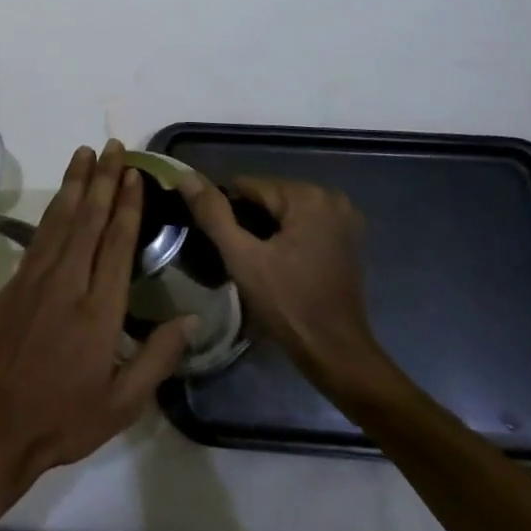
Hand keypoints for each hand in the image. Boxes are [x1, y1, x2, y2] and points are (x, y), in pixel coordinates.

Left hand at [0, 141, 193, 505]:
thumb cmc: (65, 419)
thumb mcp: (123, 403)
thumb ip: (158, 358)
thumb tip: (190, 318)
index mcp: (99, 311)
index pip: (117, 244)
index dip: (128, 205)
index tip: (135, 174)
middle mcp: (67, 283)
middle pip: (88, 220)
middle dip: (103, 180)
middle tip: (113, 147)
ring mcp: (35, 279)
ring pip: (60, 220)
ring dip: (74, 184)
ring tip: (85, 154)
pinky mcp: (14, 283)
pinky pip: (39, 236)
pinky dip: (53, 210)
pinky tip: (61, 197)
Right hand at [180, 173, 391, 397]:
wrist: (336, 354)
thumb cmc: (288, 304)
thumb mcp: (242, 257)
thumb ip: (212, 213)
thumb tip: (184, 176)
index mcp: (308, 197)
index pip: (248, 186)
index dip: (229, 213)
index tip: (226, 245)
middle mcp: (331, 198)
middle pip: (267, 197)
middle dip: (249, 222)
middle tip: (242, 258)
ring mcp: (343, 218)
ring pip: (282, 211)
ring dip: (265, 231)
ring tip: (258, 264)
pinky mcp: (347, 238)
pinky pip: (301, 224)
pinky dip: (285, 238)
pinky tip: (280, 265)